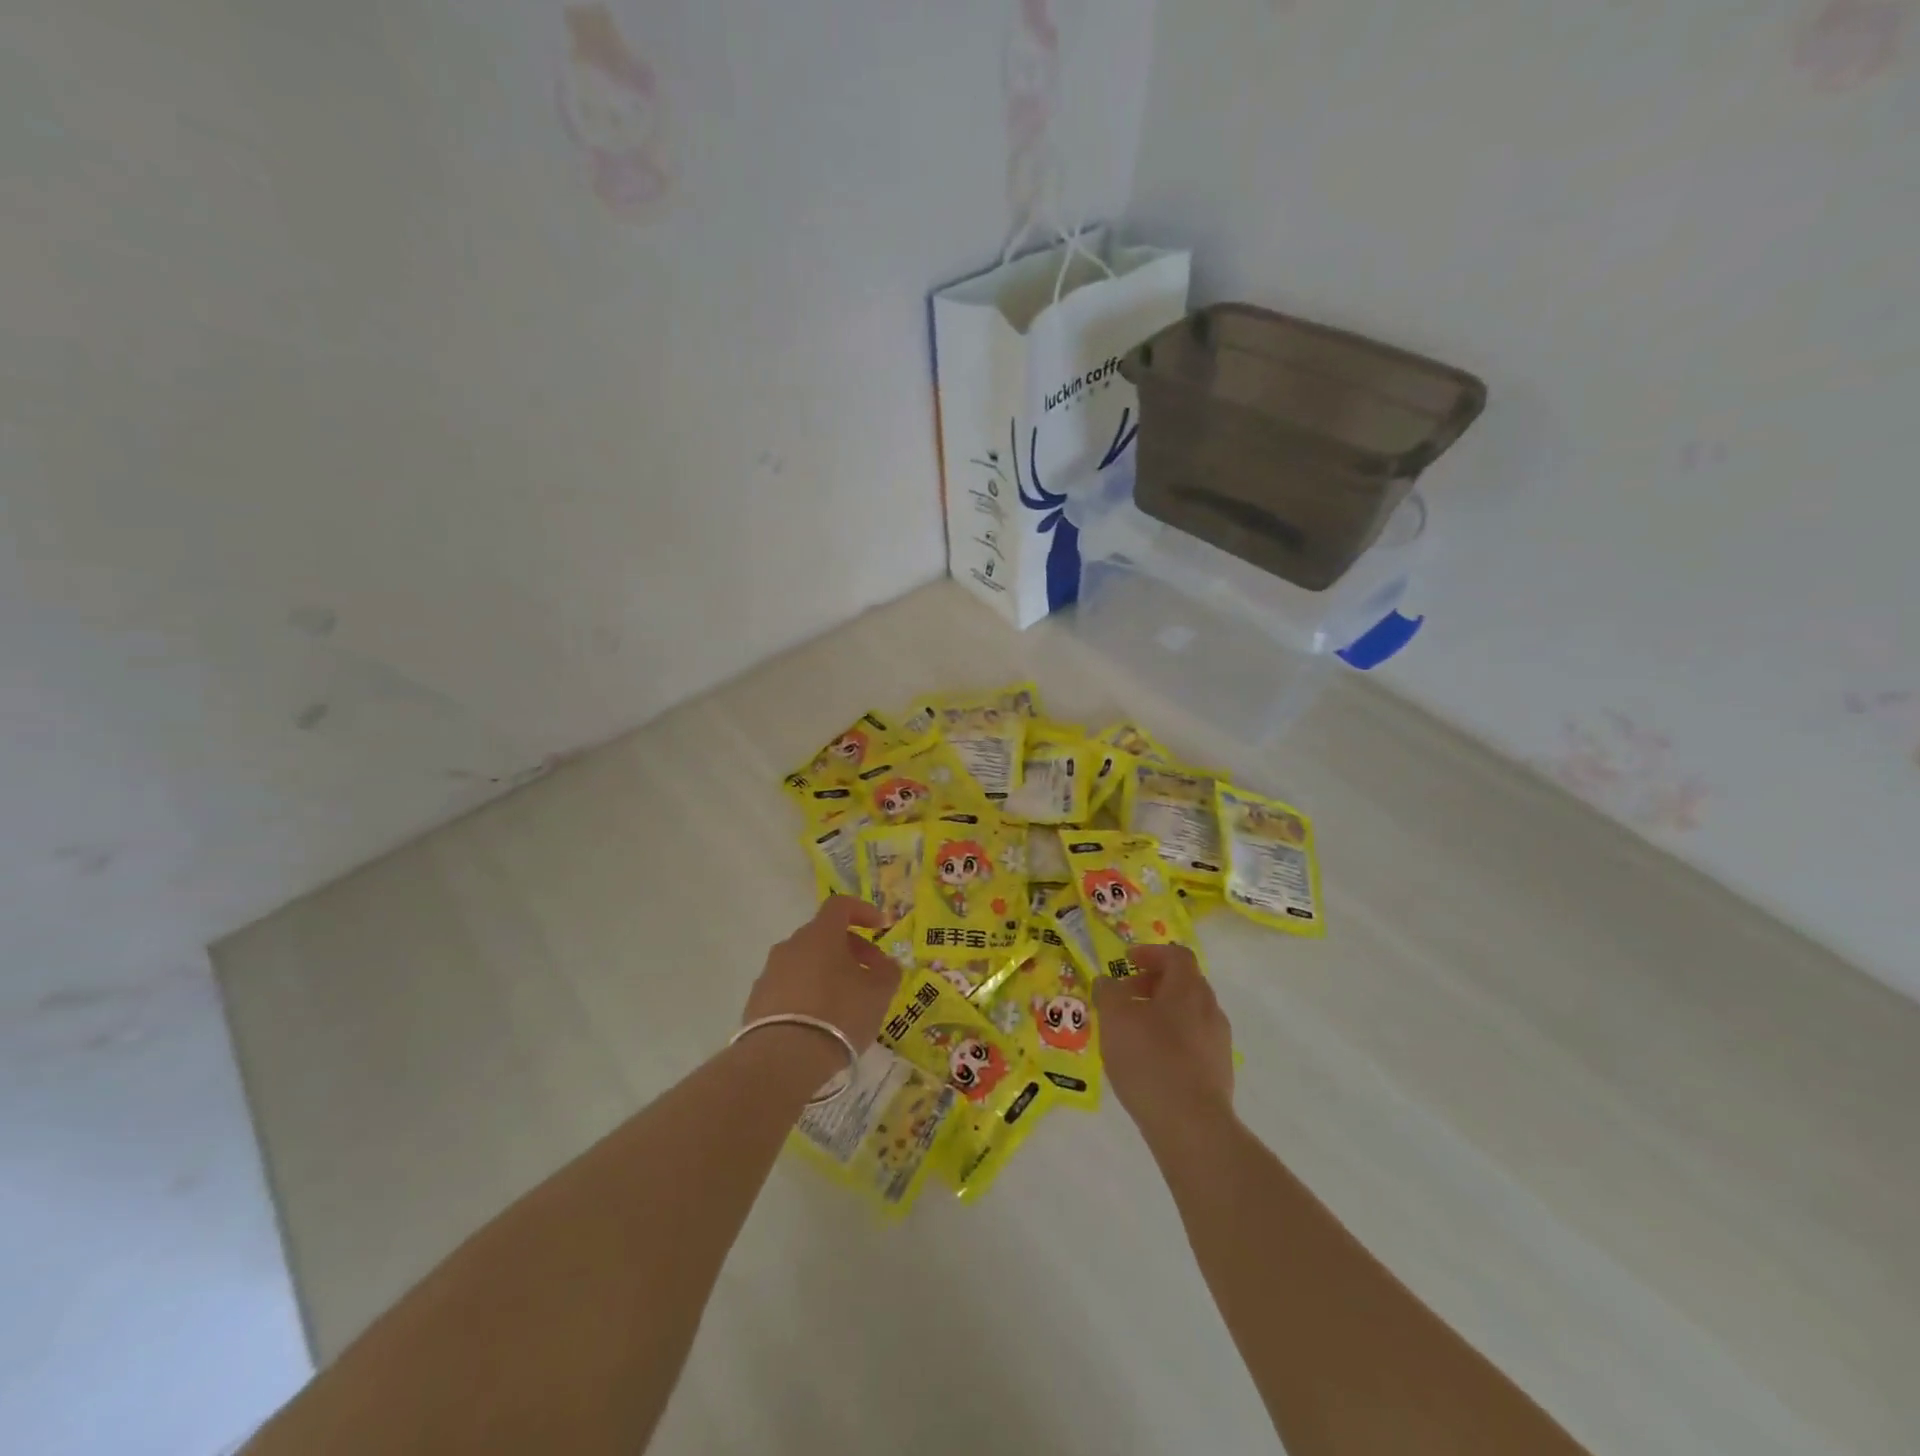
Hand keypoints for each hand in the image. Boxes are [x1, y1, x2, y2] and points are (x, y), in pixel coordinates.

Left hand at [743, 896, 903, 1053]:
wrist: (782, 1058)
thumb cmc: (839, 1014)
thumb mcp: (878, 994)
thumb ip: (888, 973)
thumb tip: (887, 964)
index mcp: (821, 934)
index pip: (840, 905)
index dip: (863, 911)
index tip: (880, 927)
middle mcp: (791, 945)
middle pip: (824, 935)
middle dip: (850, 949)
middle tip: (870, 974)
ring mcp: (770, 972)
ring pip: (805, 961)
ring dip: (828, 972)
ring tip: (846, 1002)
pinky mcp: (757, 1000)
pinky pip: (789, 986)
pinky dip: (807, 993)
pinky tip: (820, 1020)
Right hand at [1093, 943, 1234, 1143]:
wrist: (1191, 1125)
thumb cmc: (1149, 1060)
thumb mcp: (1115, 1018)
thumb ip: (1109, 992)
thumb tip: (1108, 981)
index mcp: (1188, 989)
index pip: (1176, 955)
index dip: (1151, 953)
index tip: (1127, 962)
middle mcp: (1210, 1009)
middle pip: (1184, 983)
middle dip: (1154, 984)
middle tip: (1126, 997)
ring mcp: (1218, 1042)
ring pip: (1189, 1014)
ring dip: (1162, 1013)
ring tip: (1133, 1032)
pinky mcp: (1219, 1072)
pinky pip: (1193, 1042)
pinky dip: (1171, 1040)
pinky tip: (1150, 1061)